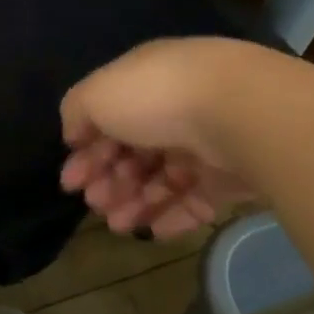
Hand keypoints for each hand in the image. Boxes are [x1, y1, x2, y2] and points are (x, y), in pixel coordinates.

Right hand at [60, 38, 261, 238]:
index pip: (108, 119)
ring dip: (135, 202)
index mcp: (143, 82)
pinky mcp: (234, 174)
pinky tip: (154, 231)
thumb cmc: (156, 97)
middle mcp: (175, 108)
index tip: (71, 182)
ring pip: (163, 178)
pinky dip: (174, 215)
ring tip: (119, 225)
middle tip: (94, 204)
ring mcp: (207, 141)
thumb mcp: (96, 94)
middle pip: (134, 150)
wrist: (242, 112)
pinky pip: (198, 199)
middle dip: (109, 180)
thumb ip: (75, 112)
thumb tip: (75, 135)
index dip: (86, 151)